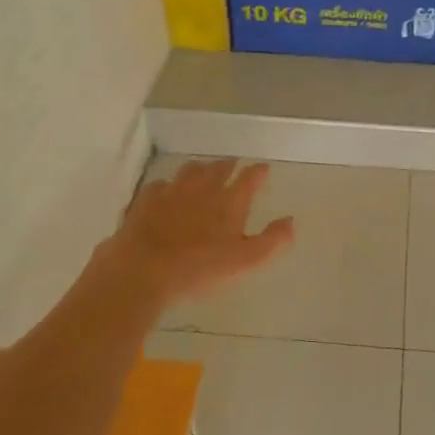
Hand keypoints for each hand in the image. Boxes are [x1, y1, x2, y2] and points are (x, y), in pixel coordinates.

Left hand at [99, 160, 294, 308]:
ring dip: (200, 169)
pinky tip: (167, 191)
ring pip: (190, 170)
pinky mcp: (146, 200)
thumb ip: (271, 240)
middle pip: (218, 168)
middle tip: (233, 165)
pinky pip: (161, 185)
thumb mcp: (245, 261)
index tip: (263, 168)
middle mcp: (203, 189)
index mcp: (229, 202)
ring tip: (203, 171)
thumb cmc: (199, 268)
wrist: (143, 269)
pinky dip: (169, 185)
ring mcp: (172, 191)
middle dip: (229, 165)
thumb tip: (291, 222)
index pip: (249, 178)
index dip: (258, 172)